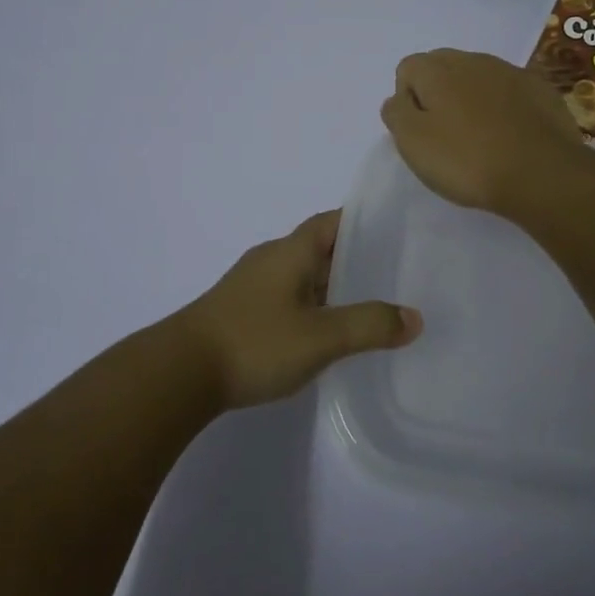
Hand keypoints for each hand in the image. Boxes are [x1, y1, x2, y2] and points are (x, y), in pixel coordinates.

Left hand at [178, 211, 421, 409]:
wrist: (180, 373)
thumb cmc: (254, 342)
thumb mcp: (320, 336)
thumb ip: (368, 325)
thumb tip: (414, 318)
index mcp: (290, 252)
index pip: (331, 222)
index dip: (362, 222)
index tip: (396, 232)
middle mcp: (271, 260)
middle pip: (319, 249)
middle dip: (354, 259)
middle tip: (396, 274)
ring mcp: (253, 287)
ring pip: (303, 277)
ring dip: (333, 287)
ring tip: (371, 306)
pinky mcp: (242, 313)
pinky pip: (288, 300)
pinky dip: (313, 308)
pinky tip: (328, 334)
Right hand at [380, 48, 584, 213]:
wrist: (542, 173)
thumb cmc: (467, 159)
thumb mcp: (413, 142)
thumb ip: (396, 113)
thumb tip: (398, 98)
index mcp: (438, 69)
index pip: (407, 69)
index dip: (408, 100)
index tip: (420, 132)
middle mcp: (473, 59)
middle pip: (443, 68)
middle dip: (439, 95)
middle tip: (446, 136)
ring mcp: (511, 71)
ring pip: (478, 78)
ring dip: (472, 100)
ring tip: (480, 139)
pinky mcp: (541, 89)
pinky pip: (509, 92)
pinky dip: (504, 107)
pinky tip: (510, 137)